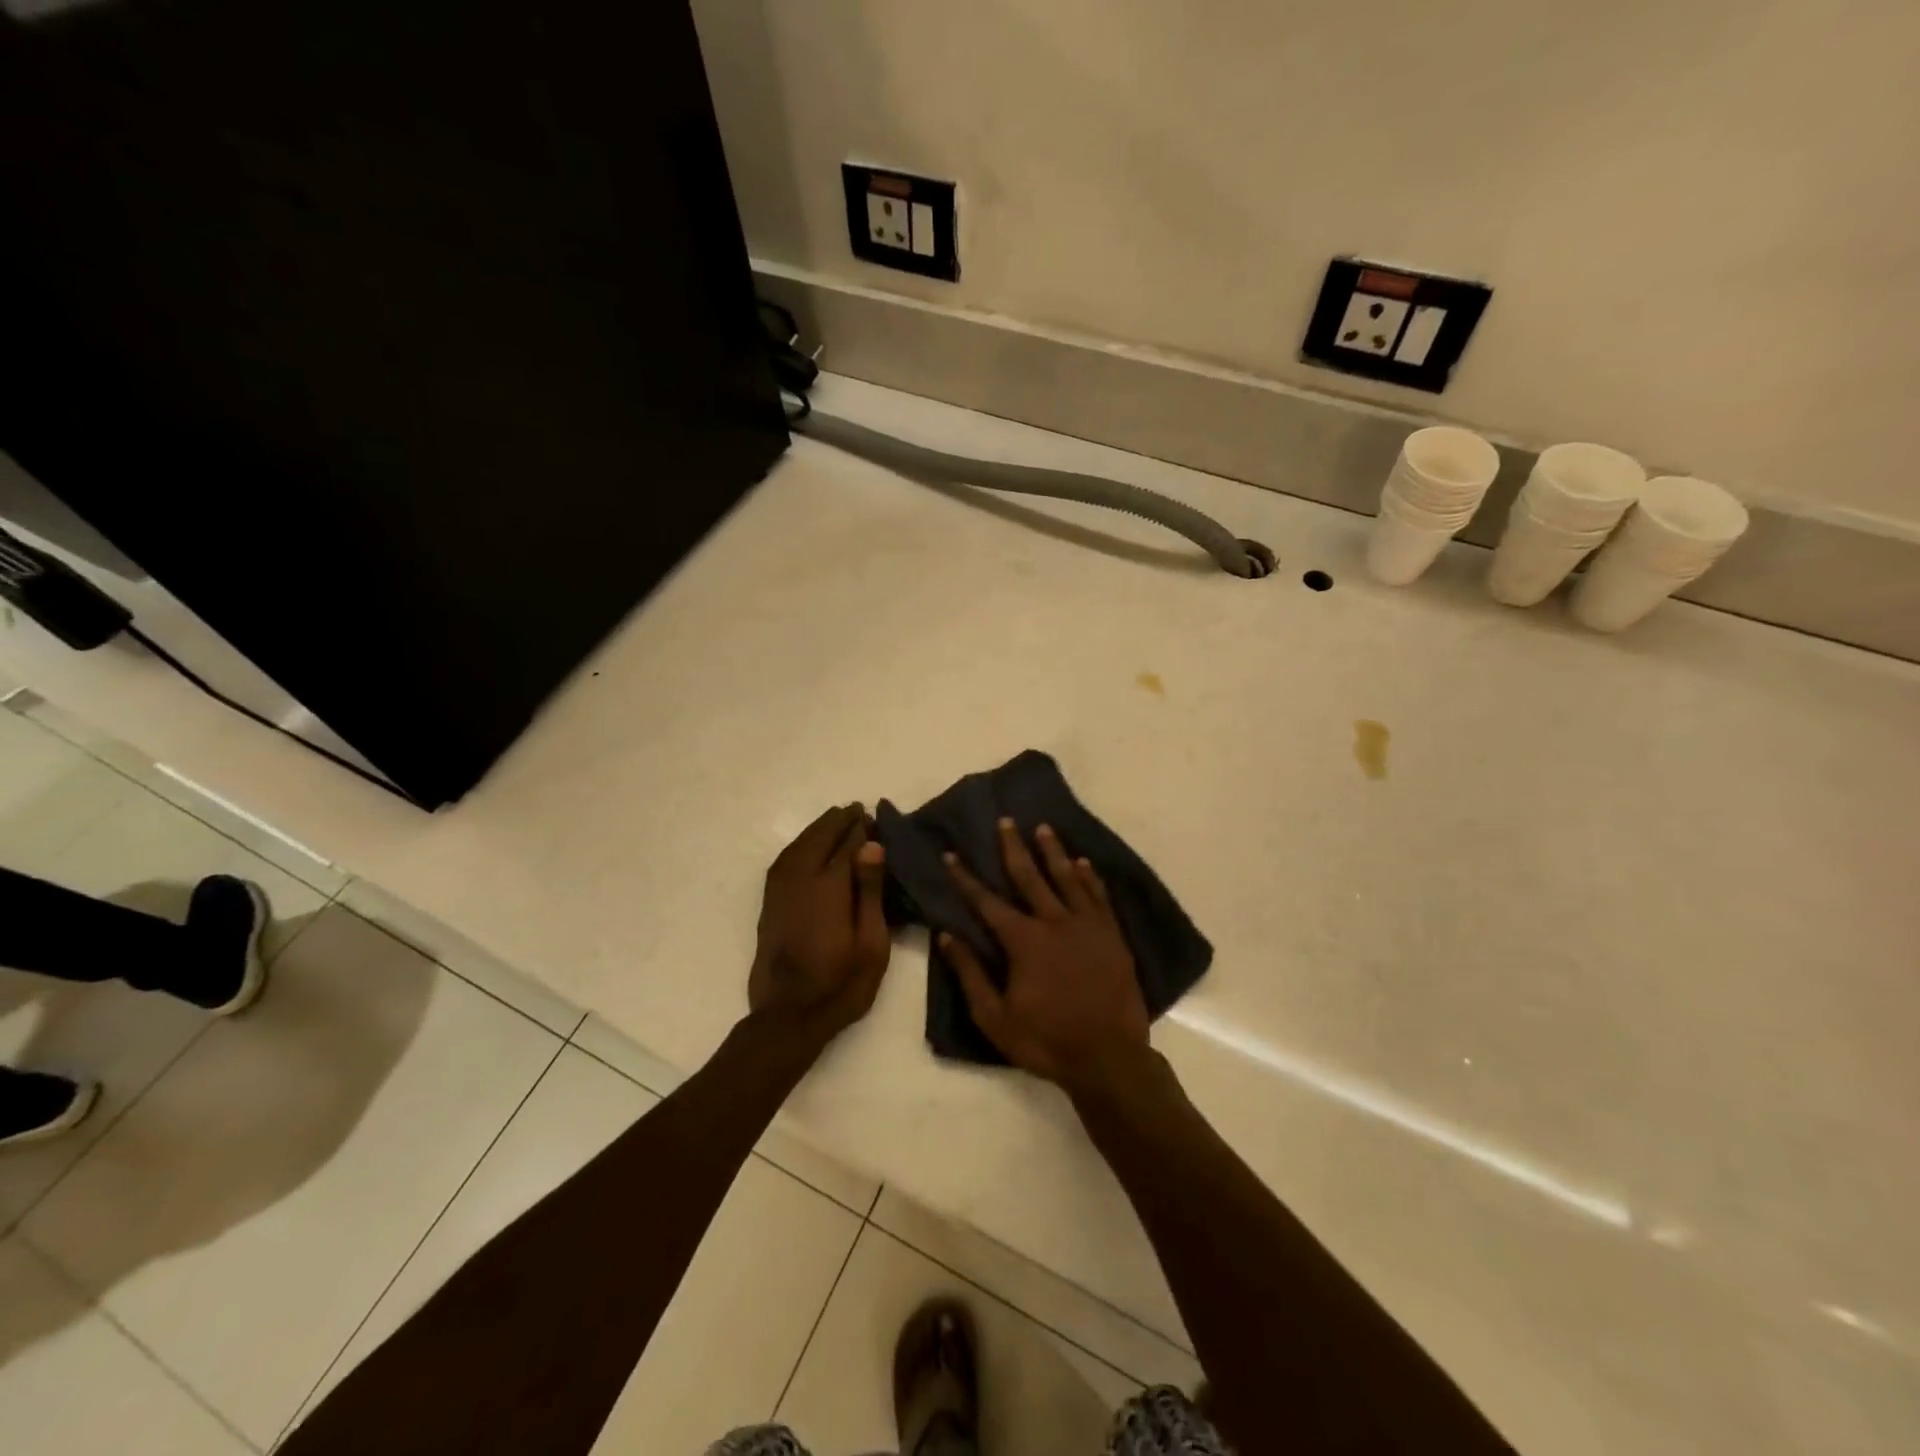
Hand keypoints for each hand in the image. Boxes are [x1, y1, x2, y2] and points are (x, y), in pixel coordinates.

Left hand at [748, 804, 892, 1046]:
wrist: (789, 1016)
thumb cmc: (842, 984)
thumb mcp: (871, 943)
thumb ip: (870, 891)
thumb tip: (871, 845)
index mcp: (829, 887)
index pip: (846, 845)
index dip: (860, 829)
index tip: (872, 816)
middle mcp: (800, 880)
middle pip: (819, 838)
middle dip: (837, 821)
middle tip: (856, 810)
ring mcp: (780, 891)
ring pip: (797, 846)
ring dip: (816, 829)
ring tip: (835, 819)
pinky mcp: (769, 904)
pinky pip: (784, 861)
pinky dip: (798, 845)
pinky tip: (807, 846)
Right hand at [941, 818, 1148, 1091]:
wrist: (1108, 1058)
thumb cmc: (1046, 1040)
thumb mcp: (995, 1017)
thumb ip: (970, 974)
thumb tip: (946, 936)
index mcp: (1023, 940)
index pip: (987, 902)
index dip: (966, 878)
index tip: (952, 854)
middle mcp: (1054, 922)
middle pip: (1029, 876)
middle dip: (1013, 847)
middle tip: (1006, 821)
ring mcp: (1087, 926)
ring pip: (1067, 878)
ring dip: (1053, 851)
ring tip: (1043, 828)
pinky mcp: (1112, 935)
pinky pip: (1099, 896)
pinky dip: (1089, 876)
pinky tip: (1083, 862)